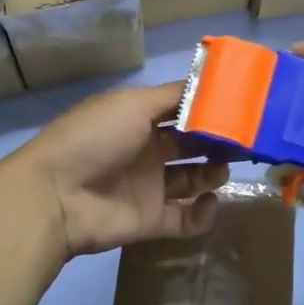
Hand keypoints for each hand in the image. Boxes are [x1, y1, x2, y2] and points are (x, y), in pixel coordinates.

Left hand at [0, 82, 227, 261]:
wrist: (57, 196)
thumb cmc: (95, 138)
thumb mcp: (132, 104)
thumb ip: (173, 96)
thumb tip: (210, 84)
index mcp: (139, 118)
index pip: (182, 110)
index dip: (209, 109)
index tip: (242, 107)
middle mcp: (147, 149)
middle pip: (192, 145)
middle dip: (218, 142)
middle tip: (246, 142)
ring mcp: (150, 186)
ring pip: (193, 179)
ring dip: (213, 174)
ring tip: (222, 169)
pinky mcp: (152, 220)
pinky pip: (186, 218)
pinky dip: (203, 213)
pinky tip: (208, 201)